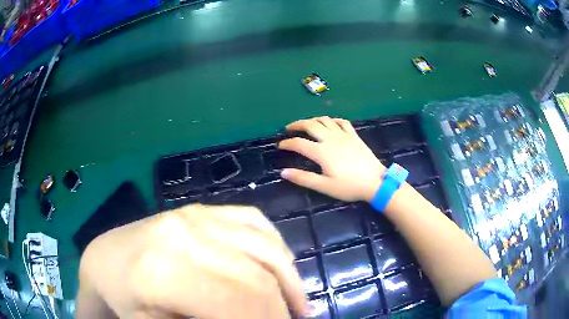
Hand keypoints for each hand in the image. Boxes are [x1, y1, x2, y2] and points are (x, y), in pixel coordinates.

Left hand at [77, 205, 307, 318]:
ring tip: (297, 303)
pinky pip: (254, 221)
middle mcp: (184, 236)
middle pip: (256, 276)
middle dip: (283, 306)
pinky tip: (280, 266)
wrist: (105, 258)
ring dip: (289, 278)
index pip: (239, 302)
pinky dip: (276, 245)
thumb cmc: (125, 300)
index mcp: (165, 273)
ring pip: (264, 247)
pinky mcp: (201, 208)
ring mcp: (194, 215)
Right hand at [278, 116, 384, 201]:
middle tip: (289, 128)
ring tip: (306, 124)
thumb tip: (283, 172)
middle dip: (297, 124)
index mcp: (321, 152)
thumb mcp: (324, 186)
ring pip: (324, 120)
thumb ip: (303, 178)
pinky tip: (330, 123)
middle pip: (310, 125)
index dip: (287, 143)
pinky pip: (341, 122)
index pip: (299, 143)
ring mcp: (343, 135)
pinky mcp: (354, 135)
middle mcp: (330, 139)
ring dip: (312, 120)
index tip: (280, 145)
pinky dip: (332, 120)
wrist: (375, 182)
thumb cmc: (349, 186)